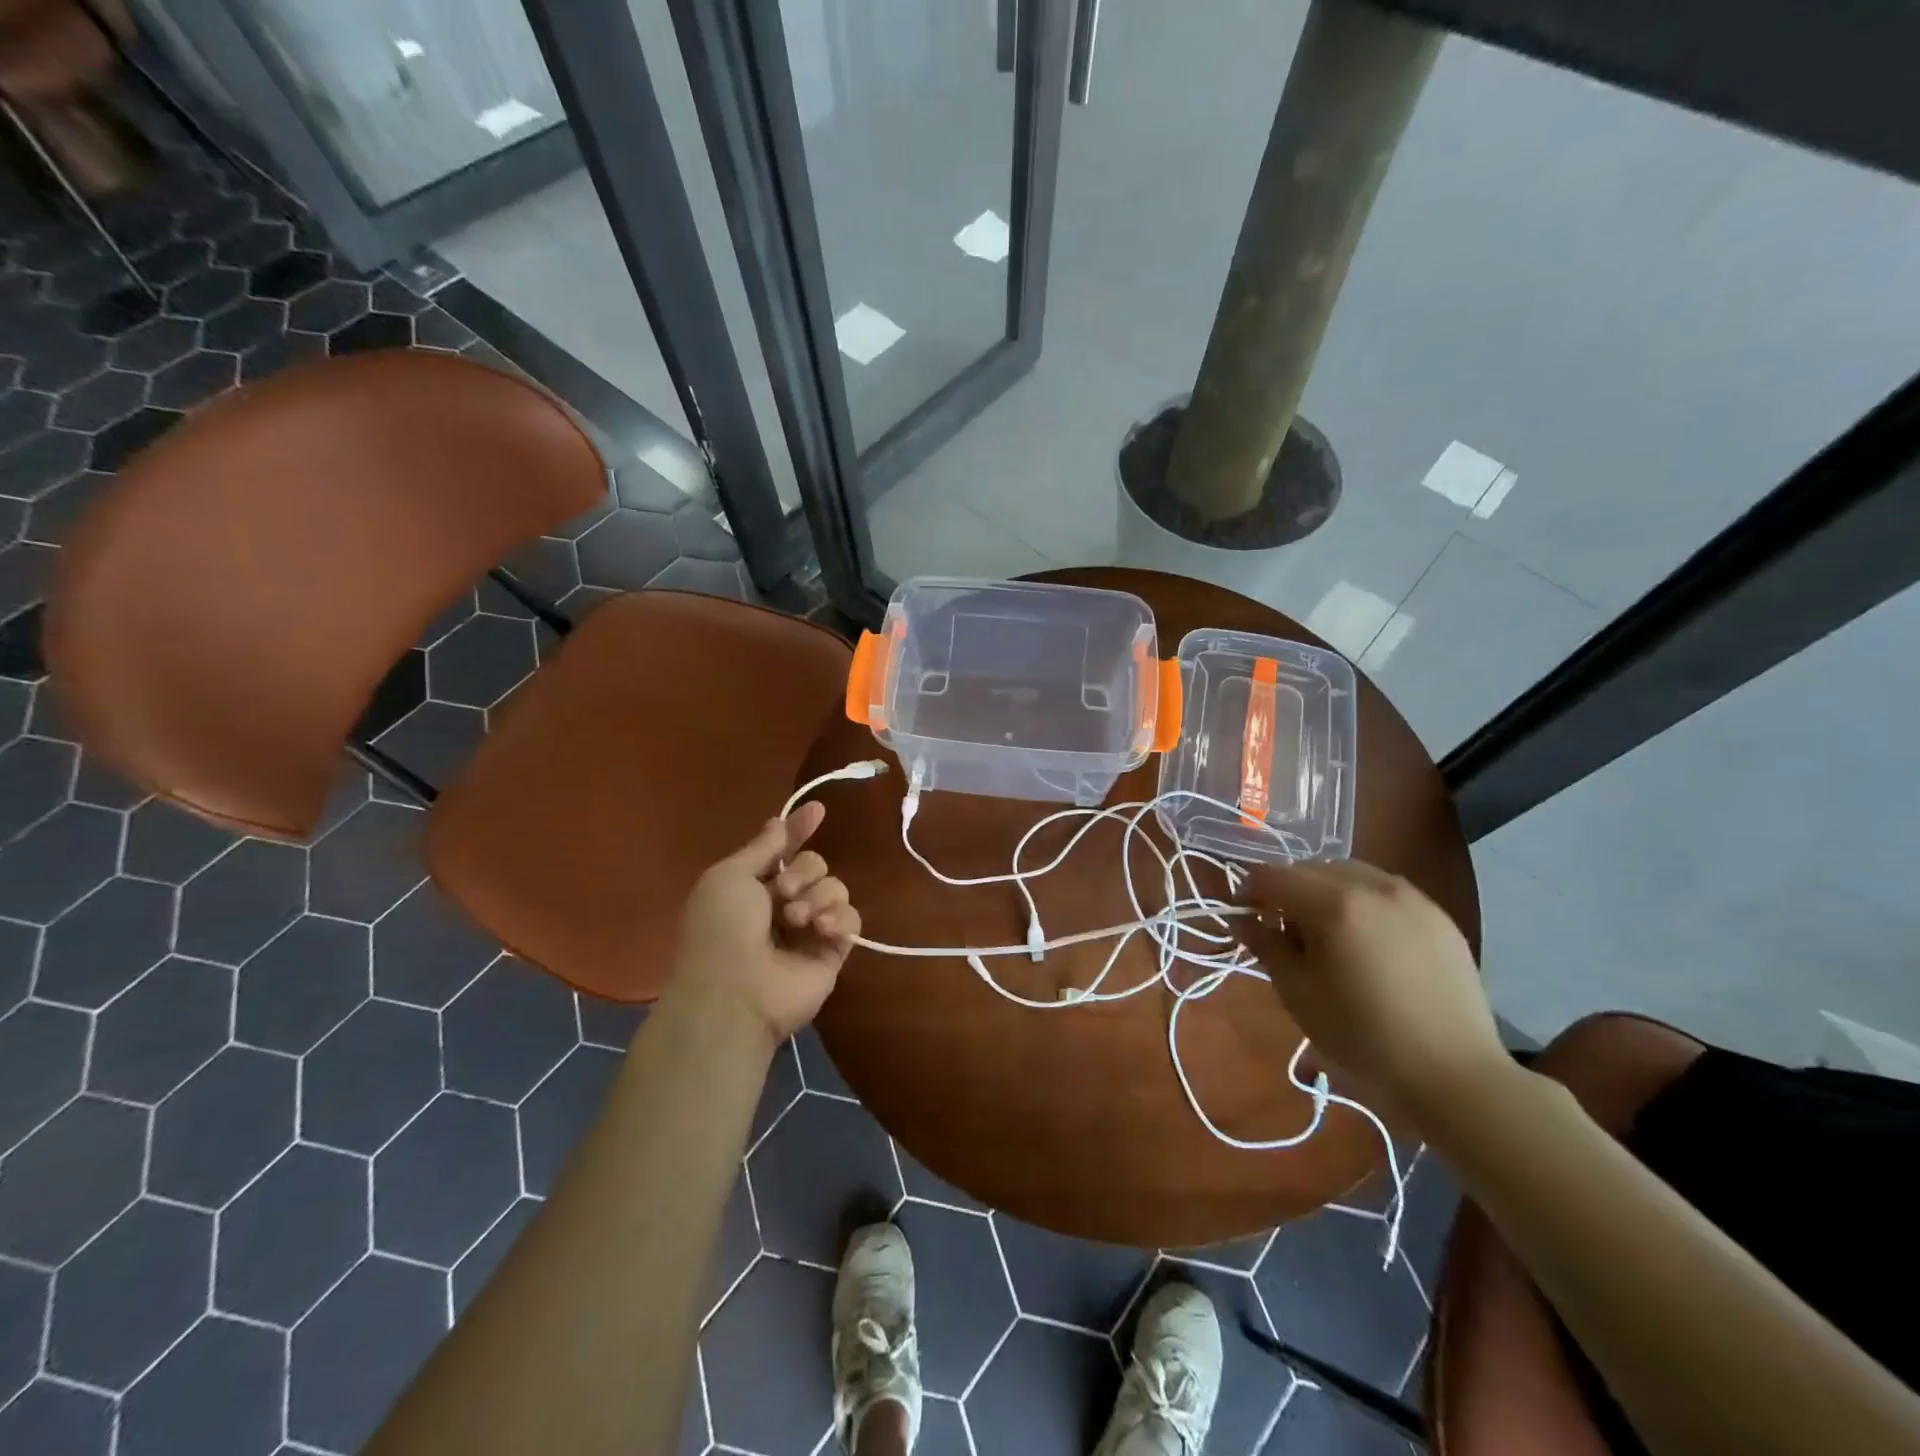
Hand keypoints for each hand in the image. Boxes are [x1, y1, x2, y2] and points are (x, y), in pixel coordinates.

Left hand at [670, 801, 861, 1046]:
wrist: (735, 993)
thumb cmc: (721, 929)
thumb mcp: (730, 876)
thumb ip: (763, 847)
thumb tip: (780, 820)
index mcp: (753, 887)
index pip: (784, 850)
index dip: (799, 830)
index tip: (818, 810)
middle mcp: (783, 905)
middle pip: (815, 865)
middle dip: (803, 871)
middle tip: (783, 893)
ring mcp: (810, 929)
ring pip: (835, 887)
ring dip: (818, 896)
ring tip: (797, 919)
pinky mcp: (834, 951)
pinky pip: (851, 918)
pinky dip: (838, 918)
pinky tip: (819, 929)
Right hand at [1238, 859, 1507, 1128]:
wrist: (1454, 1073)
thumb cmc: (1362, 1035)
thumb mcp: (1297, 993)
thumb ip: (1265, 945)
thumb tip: (1242, 920)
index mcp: (1333, 904)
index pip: (1273, 875)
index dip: (1249, 891)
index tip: (1245, 918)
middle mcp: (1372, 885)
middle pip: (1311, 868)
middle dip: (1288, 891)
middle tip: (1283, 930)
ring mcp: (1411, 897)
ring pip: (1349, 873)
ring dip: (1325, 891)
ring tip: (1327, 933)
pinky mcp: (1437, 914)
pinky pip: (1384, 890)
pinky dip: (1362, 900)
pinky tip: (1367, 940)